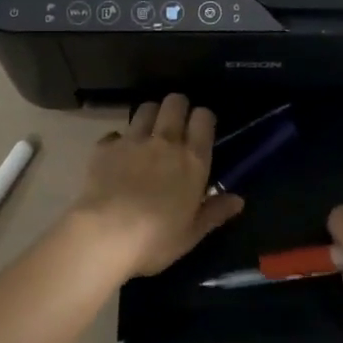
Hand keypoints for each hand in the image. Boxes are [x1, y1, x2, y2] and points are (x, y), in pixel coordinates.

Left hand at [67, 94, 245, 278]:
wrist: (104, 234)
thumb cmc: (155, 239)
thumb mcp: (191, 234)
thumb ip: (215, 212)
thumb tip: (238, 200)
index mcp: (192, 160)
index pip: (204, 118)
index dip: (203, 118)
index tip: (202, 128)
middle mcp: (165, 141)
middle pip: (175, 103)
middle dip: (178, 106)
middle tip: (176, 122)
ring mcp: (133, 140)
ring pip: (145, 108)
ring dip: (150, 115)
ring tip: (148, 131)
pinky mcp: (105, 147)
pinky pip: (115, 133)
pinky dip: (118, 140)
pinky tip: (117, 154)